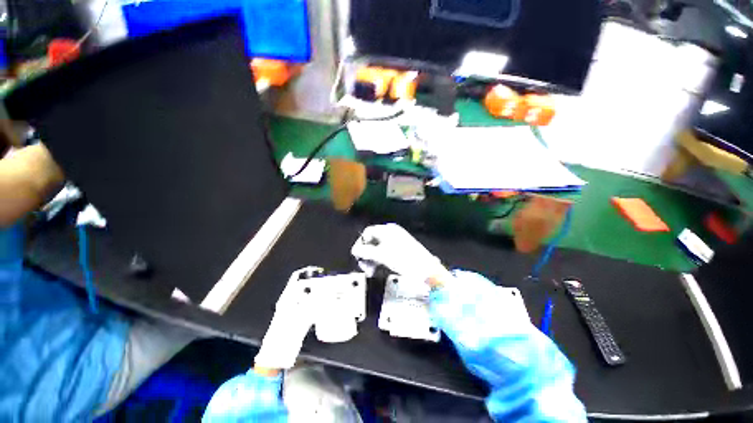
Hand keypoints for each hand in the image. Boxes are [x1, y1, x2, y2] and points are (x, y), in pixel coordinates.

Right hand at [351, 224, 451, 282]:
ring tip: (371, 271)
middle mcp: (391, 232)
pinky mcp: (400, 249)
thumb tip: (354, 250)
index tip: (357, 257)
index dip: (360, 244)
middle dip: (366, 254)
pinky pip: (385, 252)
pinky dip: (380, 260)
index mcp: (386, 230)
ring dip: (372, 259)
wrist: (425, 268)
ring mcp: (396, 240)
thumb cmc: (403, 259)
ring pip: (378, 247)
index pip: (367, 232)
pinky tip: (378, 269)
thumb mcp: (381, 255)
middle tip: (364, 267)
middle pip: (372, 240)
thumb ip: (366, 251)